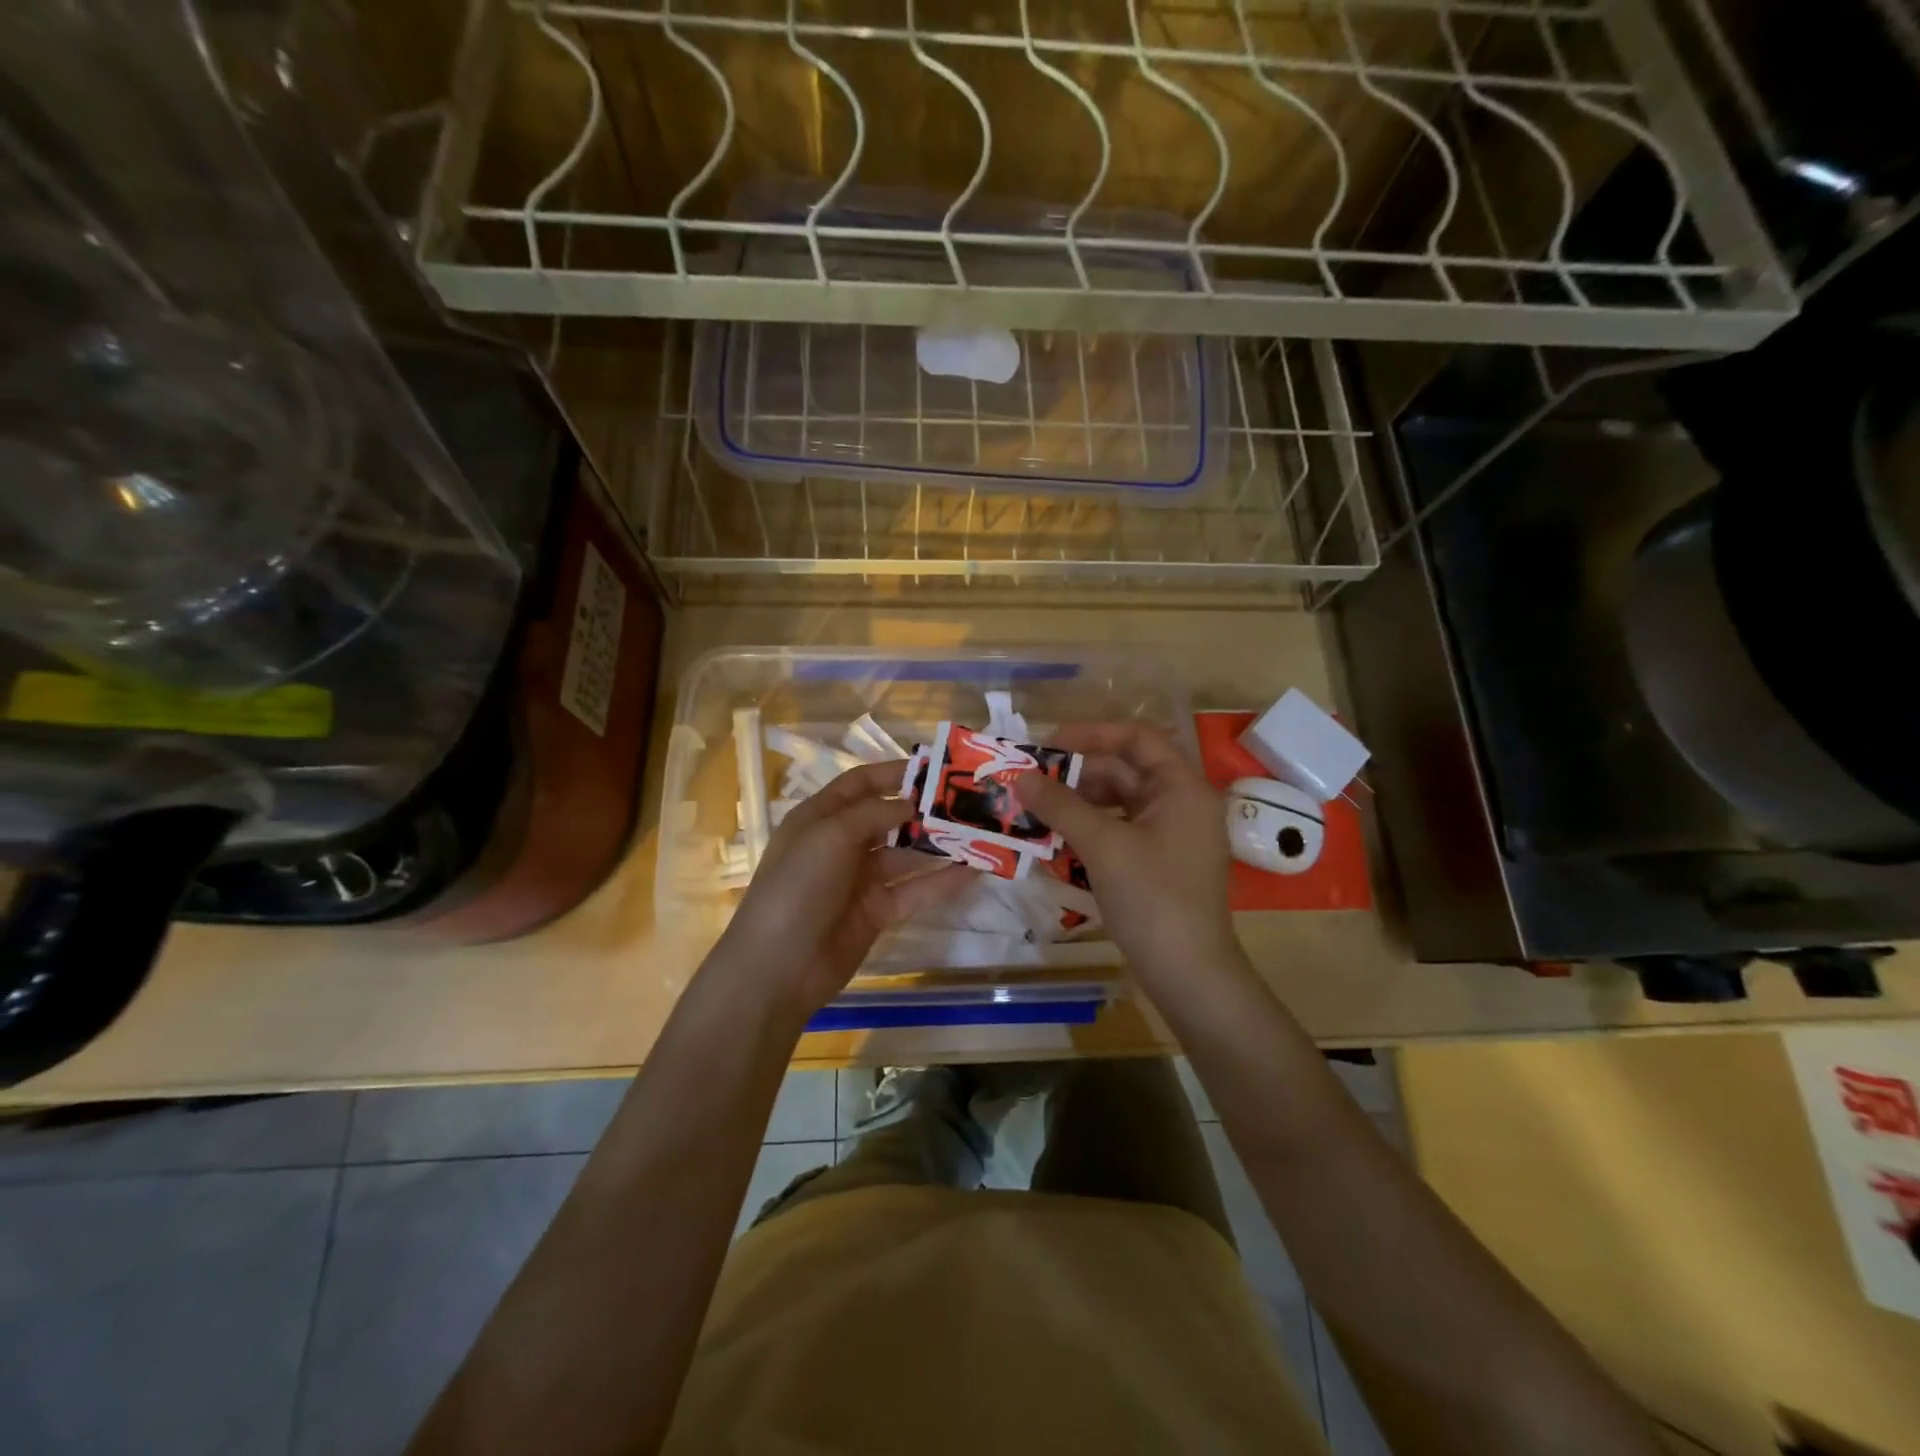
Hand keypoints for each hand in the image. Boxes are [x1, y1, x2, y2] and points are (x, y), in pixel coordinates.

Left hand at [705, 761, 963, 1017]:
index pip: (860, 784)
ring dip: (940, 845)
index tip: (934, 769)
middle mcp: (842, 844)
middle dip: (925, 810)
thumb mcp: (829, 837)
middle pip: (889, 818)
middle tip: (968, 802)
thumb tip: (911, 803)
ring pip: (907, 855)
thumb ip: (874, 813)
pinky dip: (942, 881)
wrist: (778, 968)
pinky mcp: (878, 912)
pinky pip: (915, 889)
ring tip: (981, 833)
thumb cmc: (797, 887)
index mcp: (820, 817)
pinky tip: (974, 871)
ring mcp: (861, 880)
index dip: (894, 773)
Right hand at [1014, 724, 1243, 990]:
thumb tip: (1020, 776)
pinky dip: (1089, 831)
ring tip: (1036, 810)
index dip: (1093, 734)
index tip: (1050, 744)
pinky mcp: (1158, 865)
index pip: (1137, 738)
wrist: (1189, 975)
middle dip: (1077, 775)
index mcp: (1182, 788)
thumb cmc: (1152, 899)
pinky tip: (1056, 840)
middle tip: (1032, 781)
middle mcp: (1181, 805)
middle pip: (1125, 772)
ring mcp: (1170, 837)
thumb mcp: (1103, 846)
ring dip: (1078, 804)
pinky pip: (1119, 832)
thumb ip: (1061, 806)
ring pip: (1118, 804)